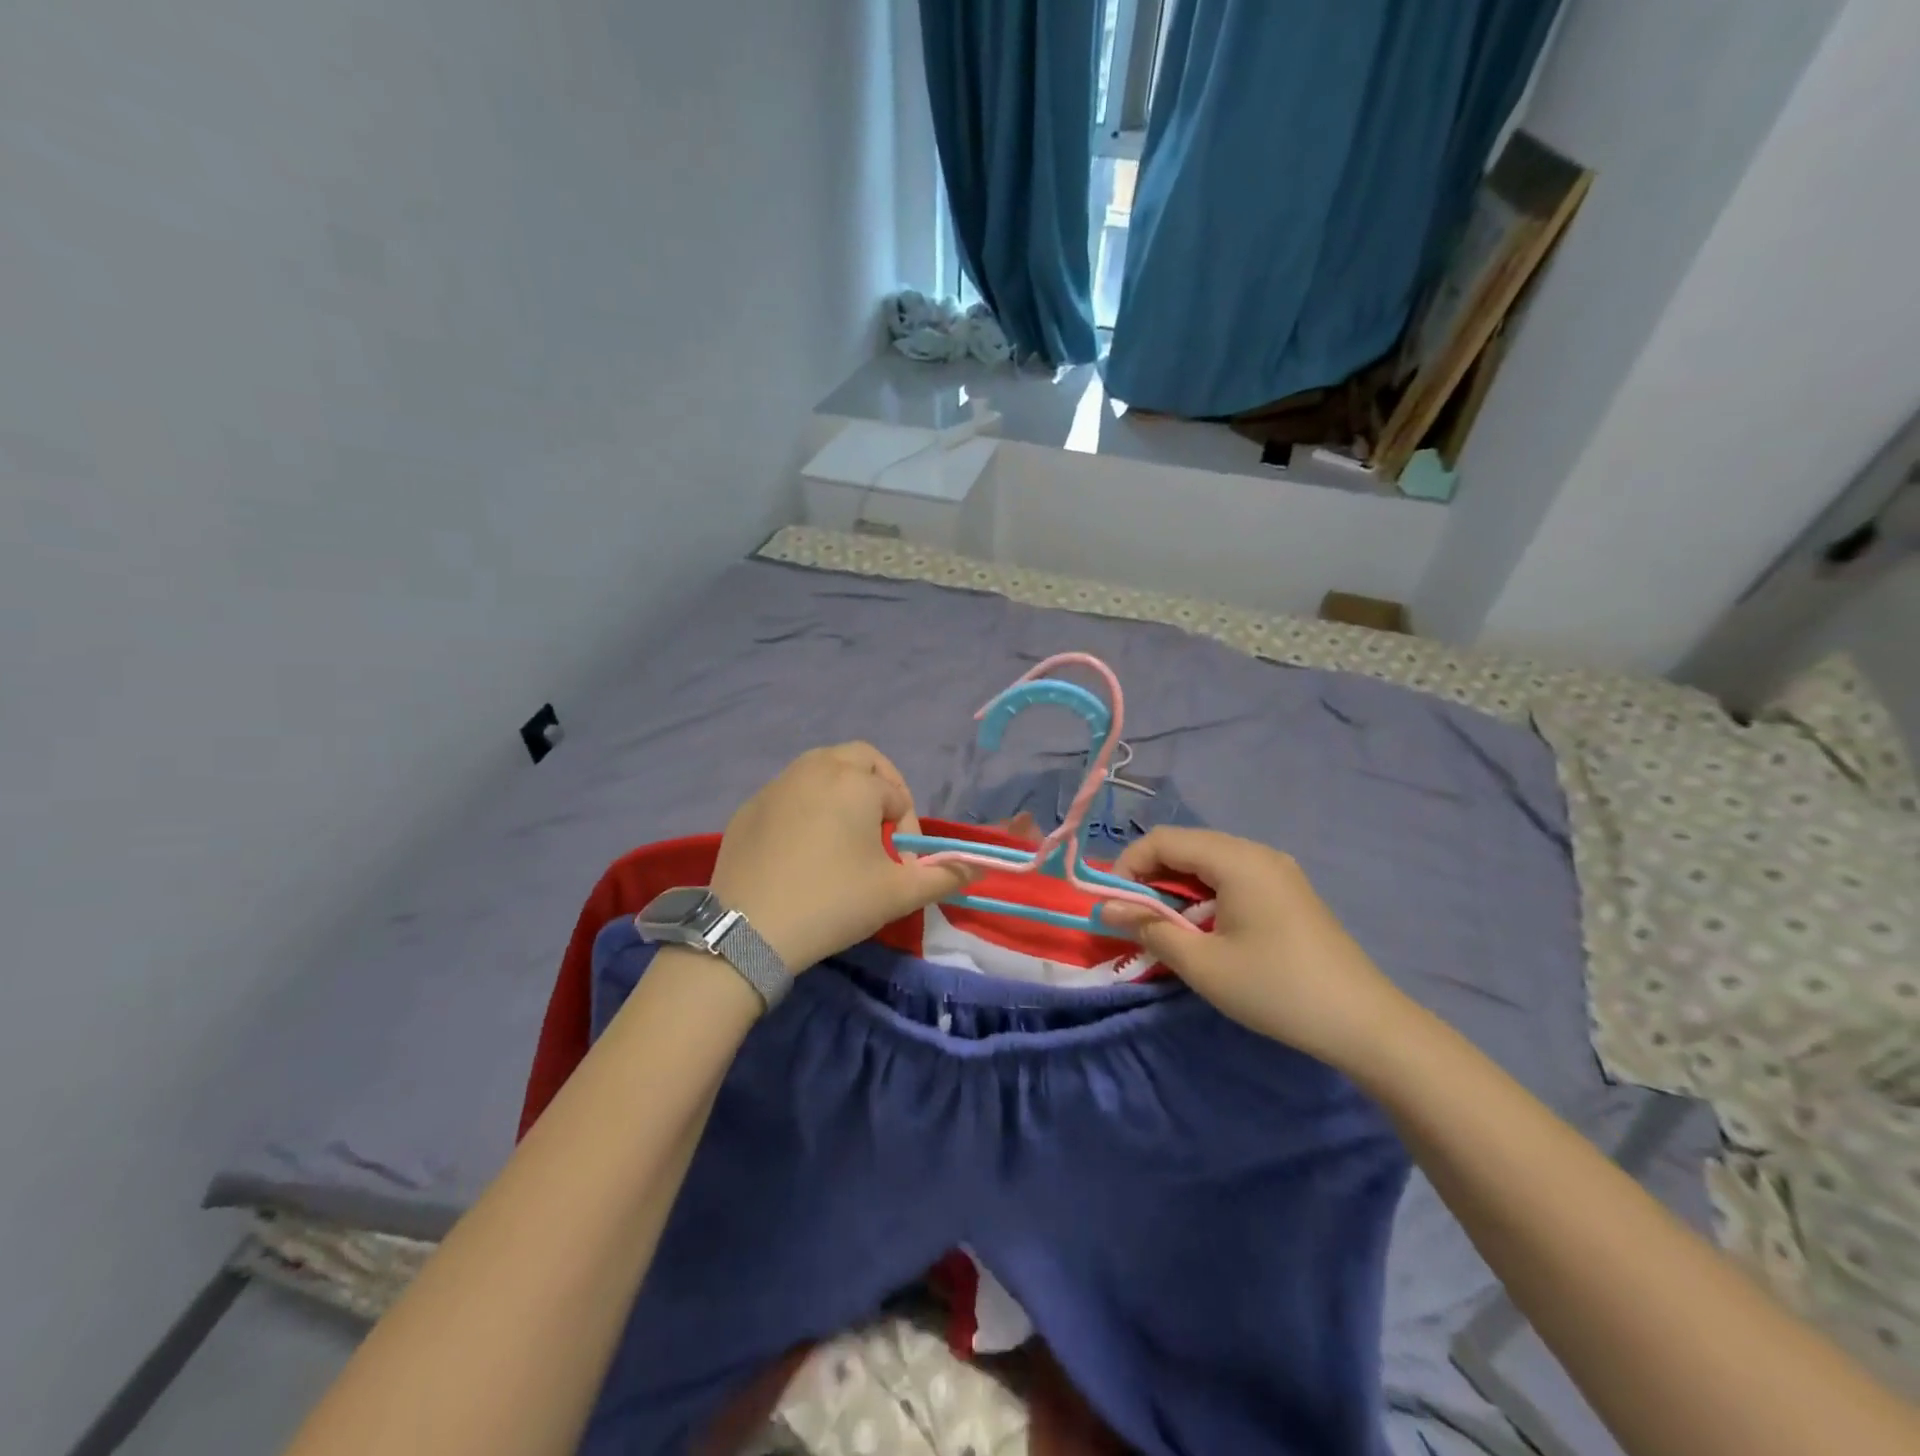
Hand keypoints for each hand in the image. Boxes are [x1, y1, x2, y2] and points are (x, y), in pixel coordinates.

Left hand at [710, 744, 975, 971]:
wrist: (748, 932)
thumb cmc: (833, 903)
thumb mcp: (898, 893)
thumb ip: (944, 877)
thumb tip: (979, 868)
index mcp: (854, 782)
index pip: (897, 795)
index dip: (907, 830)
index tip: (900, 866)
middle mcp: (815, 769)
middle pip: (860, 759)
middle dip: (879, 786)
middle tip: (880, 827)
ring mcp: (776, 785)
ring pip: (820, 768)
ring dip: (841, 790)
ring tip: (844, 834)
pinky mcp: (749, 807)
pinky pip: (788, 792)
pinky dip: (805, 806)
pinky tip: (801, 848)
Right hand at [1102, 828, 1409, 1067]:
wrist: (1365, 1024)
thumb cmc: (1275, 989)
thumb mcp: (1202, 964)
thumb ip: (1149, 928)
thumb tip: (1107, 909)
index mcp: (1237, 859)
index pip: (1164, 840)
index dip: (1128, 865)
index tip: (1111, 904)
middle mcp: (1257, 853)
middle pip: (1187, 846)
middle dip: (1150, 876)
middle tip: (1133, 917)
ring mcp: (1278, 871)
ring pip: (1209, 862)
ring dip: (1177, 887)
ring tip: (1163, 926)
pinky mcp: (1289, 892)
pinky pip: (1233, 878)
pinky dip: (1205, 895)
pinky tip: (1203, 929)